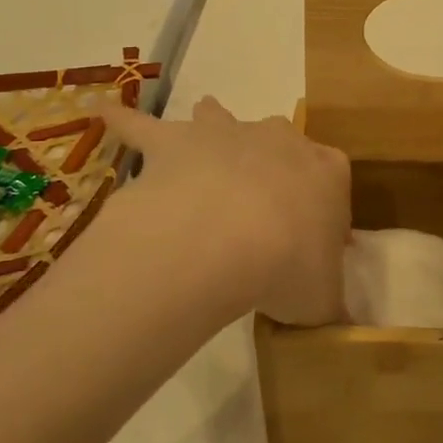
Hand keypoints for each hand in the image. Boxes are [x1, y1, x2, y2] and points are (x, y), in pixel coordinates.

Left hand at [100, 97, 350, 326]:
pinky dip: (123, 121)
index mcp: (327, 171)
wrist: (226, 239)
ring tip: (199, 138)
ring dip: (211, 126)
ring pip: (218, 118)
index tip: (309, 243)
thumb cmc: (288, 265)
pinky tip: (103, 113)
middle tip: (257, 212)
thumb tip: (340, 329)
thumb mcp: (323, 300)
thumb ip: (330, 306)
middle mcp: (280, 140)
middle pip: (279, 144)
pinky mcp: (174, 141)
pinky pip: (142, 127)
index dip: (322, 211)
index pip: (331, 181)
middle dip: (271, 167)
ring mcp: (225, 134)